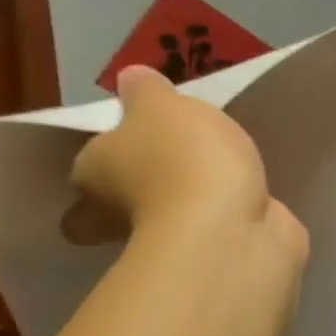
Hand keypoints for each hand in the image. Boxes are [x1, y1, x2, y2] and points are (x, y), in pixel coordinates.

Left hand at [63, 66, 308, 268]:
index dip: (100, 168)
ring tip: (223, 177)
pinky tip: (250, 200)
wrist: (230, 228)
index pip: (84, 173)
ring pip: (170, 223)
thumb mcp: (162, 106)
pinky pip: (218, 233)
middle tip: (168, 175)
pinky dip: (229, 220)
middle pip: (113, 213)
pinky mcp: (214, 256)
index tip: (125, 156)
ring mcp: (170, 243)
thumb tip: (131, 79)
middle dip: (134, 200)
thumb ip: (148, 91)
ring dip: (189, 207)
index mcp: (92, 174)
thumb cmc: (182, 160)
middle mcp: (118, 216)